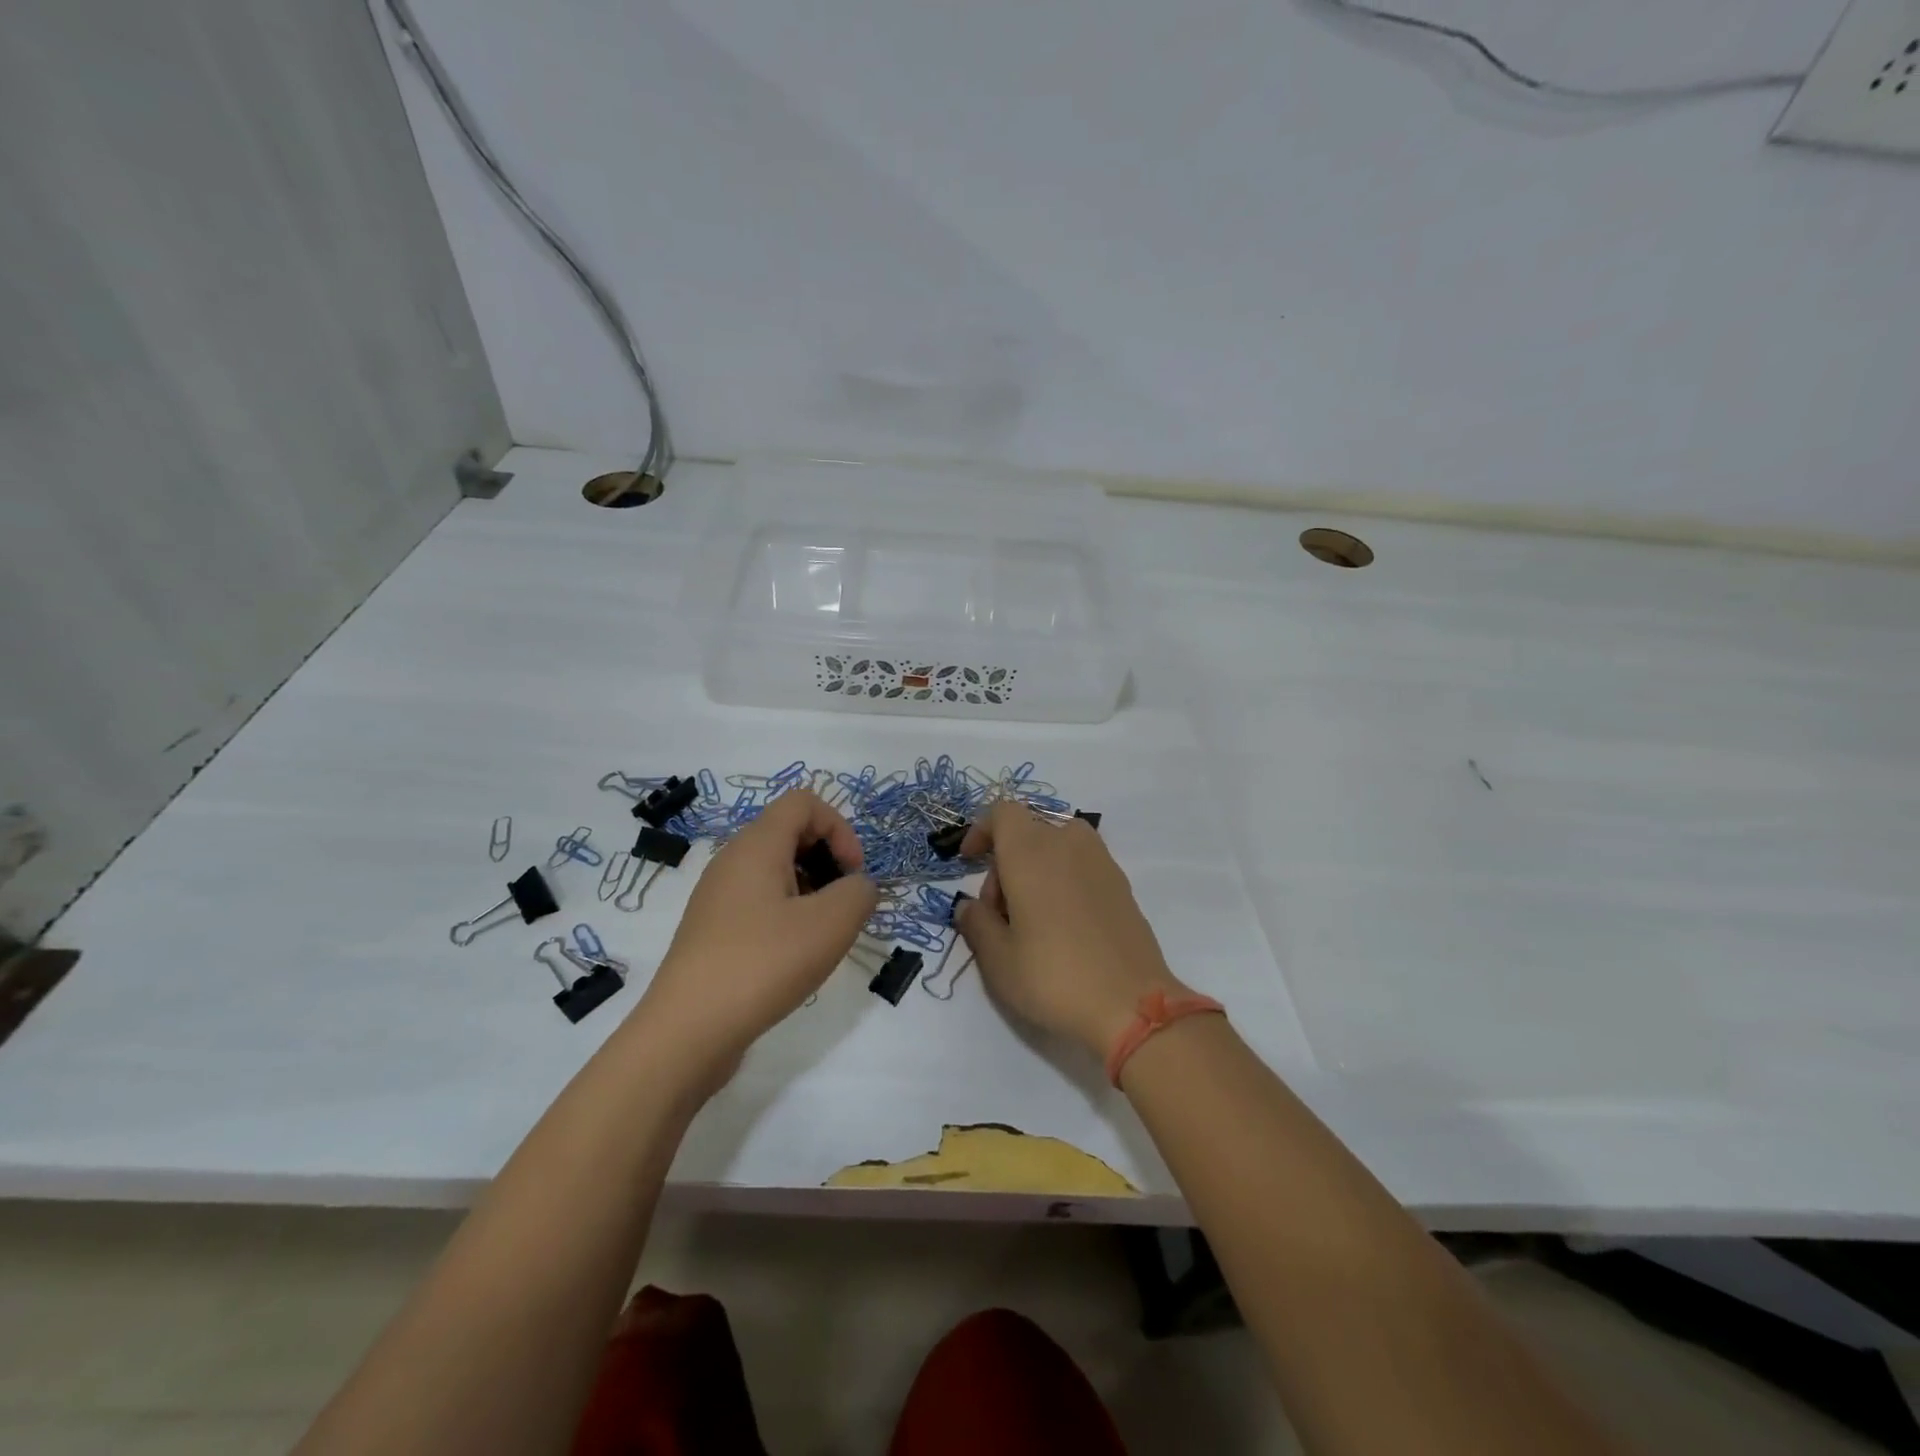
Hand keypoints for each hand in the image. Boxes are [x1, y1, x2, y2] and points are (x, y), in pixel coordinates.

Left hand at [640, 789, 876, 1075]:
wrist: (687, 1032)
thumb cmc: (762, 964)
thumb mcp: (831, 924)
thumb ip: (859, 893)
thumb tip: (857, 888)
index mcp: (756, 845)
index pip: (804, 802)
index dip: (839, 829)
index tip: (852, 874)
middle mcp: (732, 861)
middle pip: (790, 834)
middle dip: (828, 860)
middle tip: (842, 905)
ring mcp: (718, 897)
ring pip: (776, 871)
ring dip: (811, 891)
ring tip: (822, 935)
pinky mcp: (713, 931)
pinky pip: (760, 903)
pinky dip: (787, 916)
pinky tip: (794, 957)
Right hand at [955, 802, 1188, 1059]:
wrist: (1132, 1005)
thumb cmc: (1054, 977)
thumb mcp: (998, 960)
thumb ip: (976, 924)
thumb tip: (969, 906)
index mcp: (1030, 852)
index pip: (1003, 812)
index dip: (982, 830)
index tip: (969, 862)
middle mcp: (1067, 844)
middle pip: (1027, 832)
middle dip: (1004, 863)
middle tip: (999, 915)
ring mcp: (1100, 861)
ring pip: (1056, 846)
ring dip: (1036, 869)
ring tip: (1031, 918)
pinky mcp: (1122, 884)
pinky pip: (1081, 865)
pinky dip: (1064, 880)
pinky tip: (1064, 926)